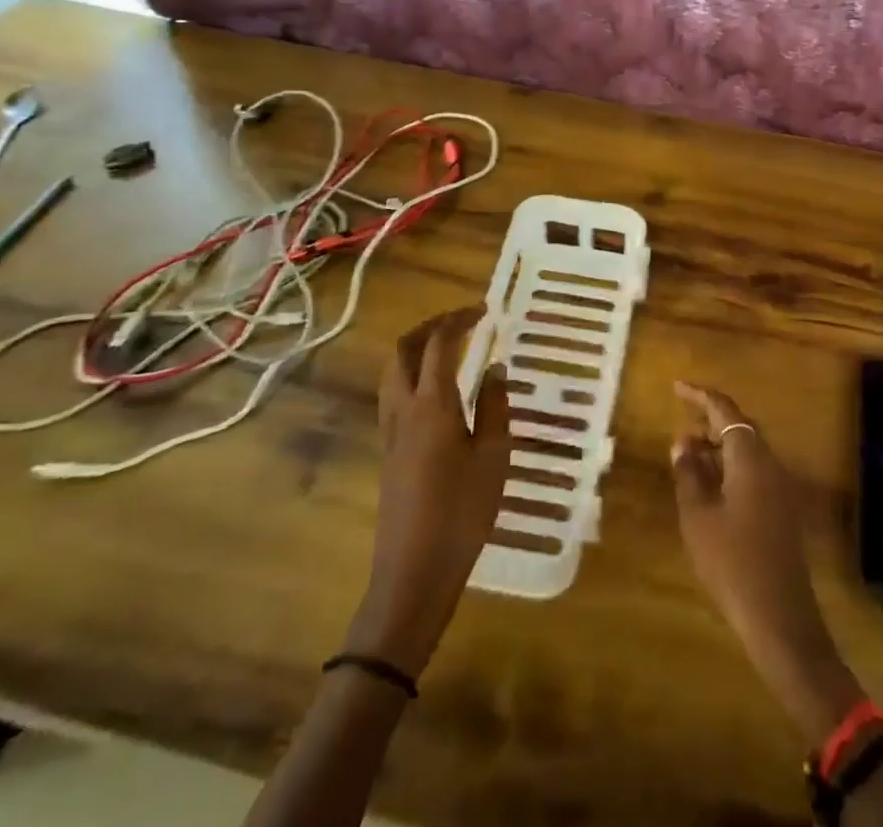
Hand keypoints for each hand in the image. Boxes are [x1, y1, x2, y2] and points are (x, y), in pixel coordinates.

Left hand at [346, 309, 509, 678]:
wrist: (413, 572)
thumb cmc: (462, 512)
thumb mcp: (494, 457)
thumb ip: (494, 407)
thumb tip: (493, 369)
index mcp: (432, 404)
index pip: (439, 344)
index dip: (459, 320)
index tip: (483, 310)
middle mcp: (403, 409)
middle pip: (403, 351)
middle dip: (430, 327)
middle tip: (461, 322)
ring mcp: (390, 432)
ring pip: (393, 373)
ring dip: (416, 350)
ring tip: (448, 350)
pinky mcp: (388, 453)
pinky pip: (394, 396)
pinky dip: (412, 376)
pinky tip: (437, 393)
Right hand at [672, 381, 861, 743]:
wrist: (780, 617)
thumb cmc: (732, 562)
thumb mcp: (698, 516)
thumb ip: (688, 473)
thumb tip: (682, 442)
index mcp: (750, 456)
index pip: (724, 409)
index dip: (700, 395)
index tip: (677, 387)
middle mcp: (770, 463)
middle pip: (739, 427)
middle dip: (709, 421)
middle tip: (680, 424)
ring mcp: (780, 487)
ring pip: (747, 450)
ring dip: (718, 446)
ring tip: (687, 456)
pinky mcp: (782, 509)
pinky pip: (754, 471)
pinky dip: (730, 467)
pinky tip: (710, 486)